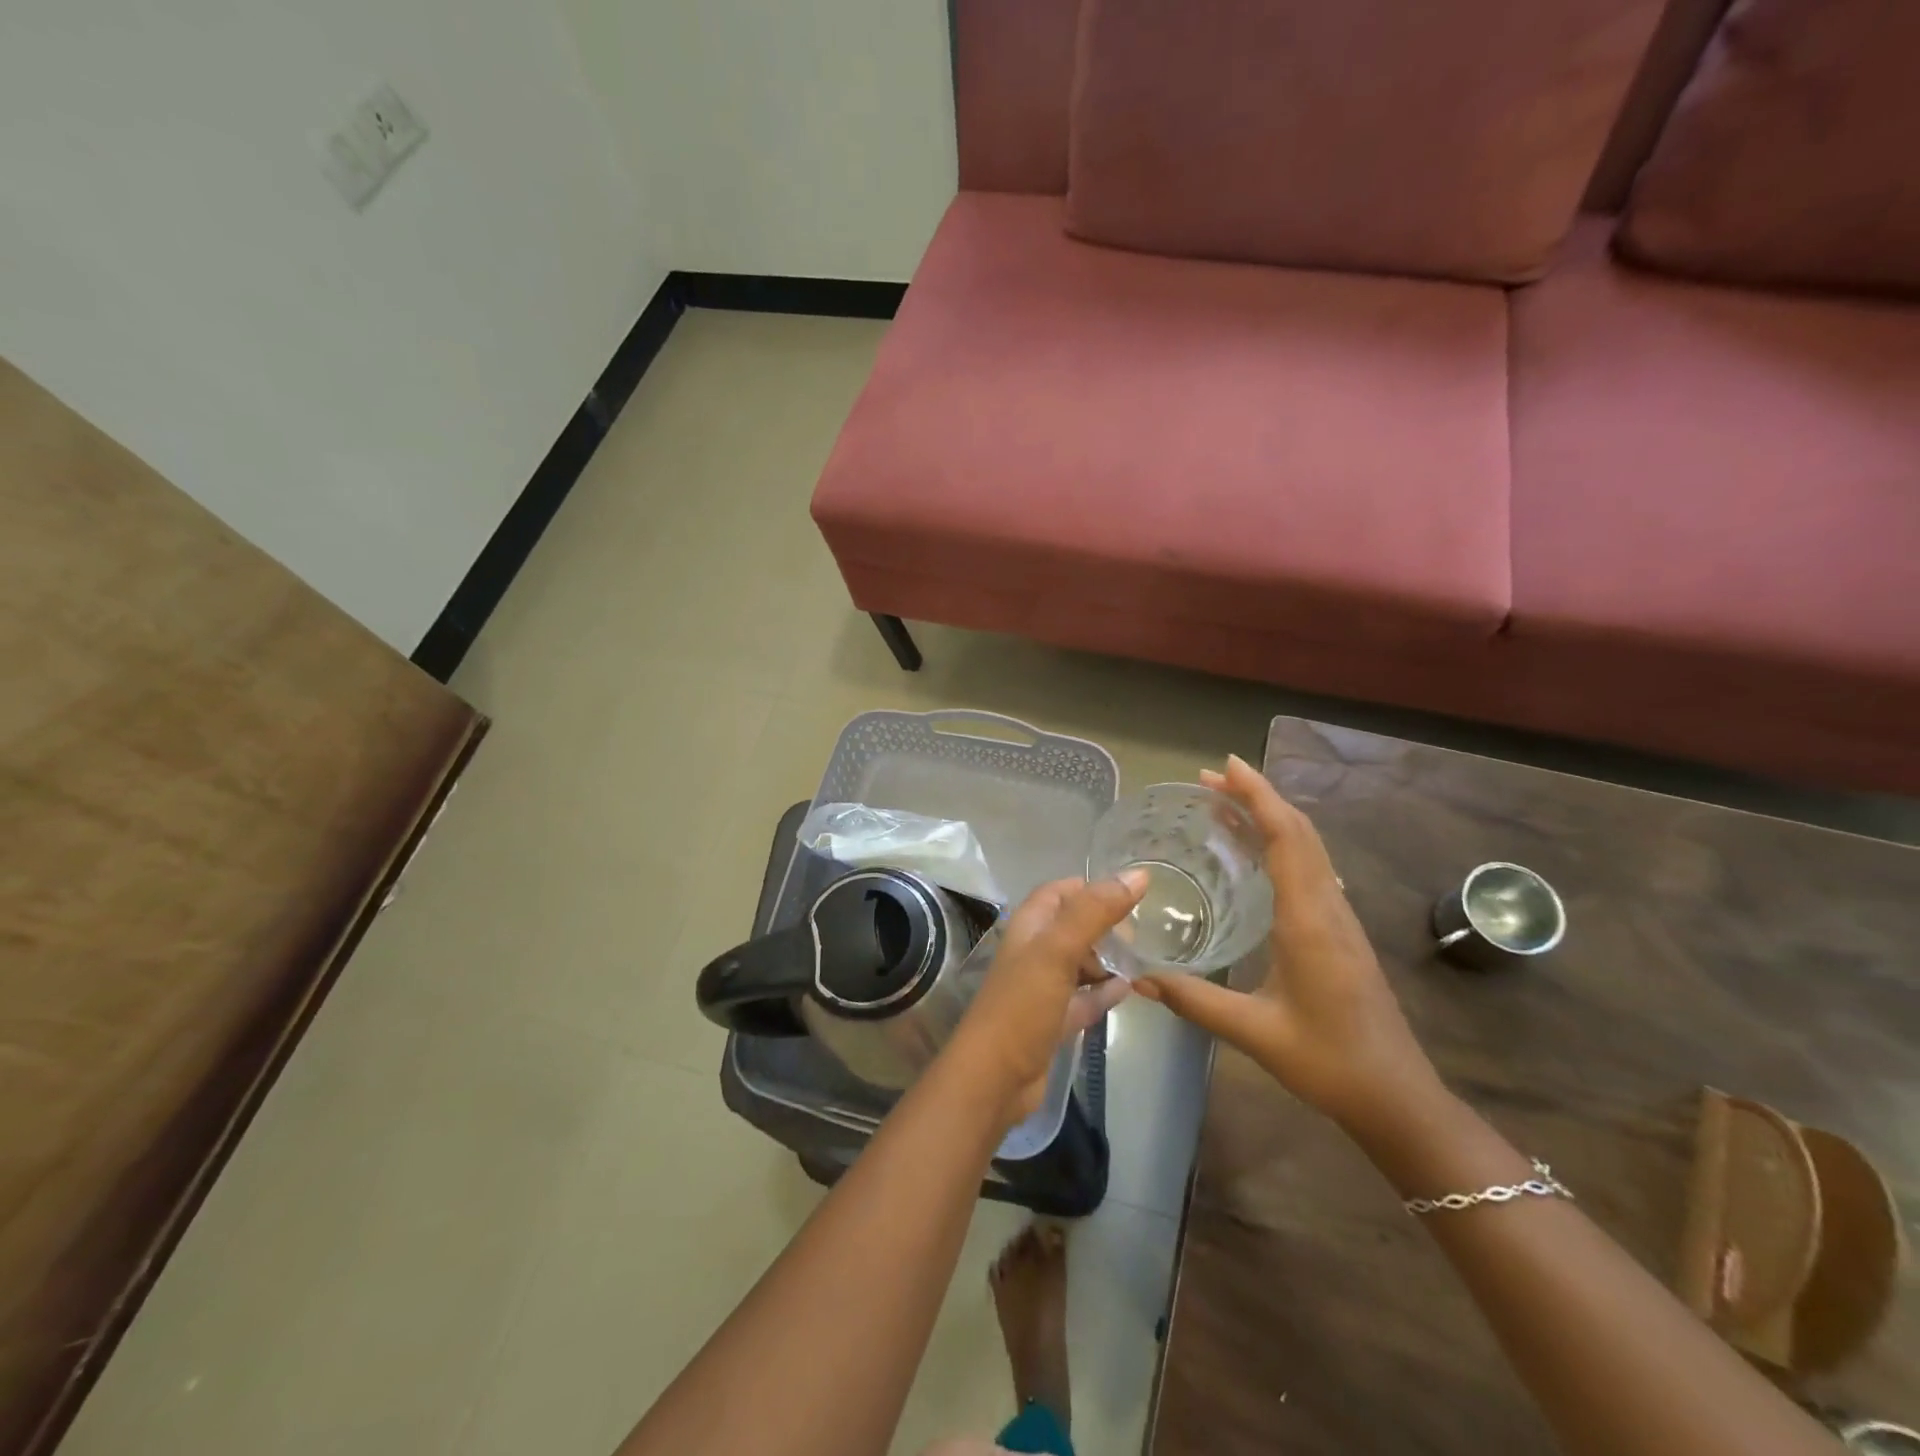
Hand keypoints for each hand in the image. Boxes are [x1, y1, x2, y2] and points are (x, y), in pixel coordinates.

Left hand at [946, 873, 1146, 1119]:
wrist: (994, 1078)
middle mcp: (1034, 952)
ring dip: (1107, 959)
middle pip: (1073, 926)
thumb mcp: (1059, 950)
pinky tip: (1129, 990)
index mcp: (1029, 927)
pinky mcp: (1053, 1021)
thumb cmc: (1023, 1005)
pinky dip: (1104, 992)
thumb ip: (1095, 911)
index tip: (1131, 895)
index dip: (1092, 888)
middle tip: (1140, 934)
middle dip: (1105, 925)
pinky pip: (1084, 998)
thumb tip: (1138, 874)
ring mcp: (1042, 988)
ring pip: (1080, 963)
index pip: (1060, 892)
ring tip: (1142, 959)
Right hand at [1132, 755, 1442, 1137]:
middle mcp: (1328, 907)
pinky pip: (1312, 868)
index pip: (1286, 838)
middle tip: (1211, 779)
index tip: (1225, 766)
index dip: (1257, 796)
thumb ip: (1195, 1001)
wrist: (1398, 1098)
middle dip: (1258, 796)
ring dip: (1271, 817)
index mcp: (1309, 920)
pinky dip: (1283, 843)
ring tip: (1226, 805)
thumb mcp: (1256, 1032)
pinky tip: (1258, 855)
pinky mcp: (1341, 932)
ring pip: (1309, 847)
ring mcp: (1340, 918)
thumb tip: (1139, 978)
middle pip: (1299, 832)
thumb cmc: (1330, 1061)